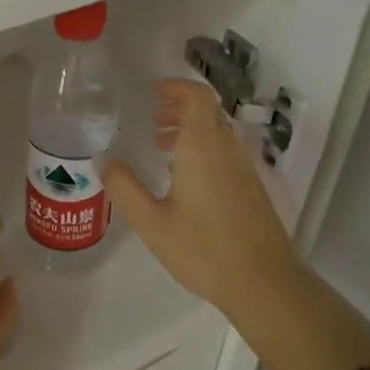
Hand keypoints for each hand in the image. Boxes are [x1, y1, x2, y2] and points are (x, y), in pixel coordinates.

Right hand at [105, 80, 305, 322]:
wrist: (264, 282)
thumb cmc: (203, 250)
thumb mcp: (152, 223)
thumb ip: (126, 189)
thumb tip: (106, 162)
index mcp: (202, 148)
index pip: (197, 96)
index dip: (176, 87)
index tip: (153, 93)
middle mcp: (227, 149)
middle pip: (207, 112)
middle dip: (178, 109)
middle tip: (151, 120)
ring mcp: (244, 168)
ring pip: (217, 133)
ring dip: (190, 131)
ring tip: (160, 147)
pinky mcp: (252, 187)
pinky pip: (225, 153)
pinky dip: (203, 150)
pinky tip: (184, 180)